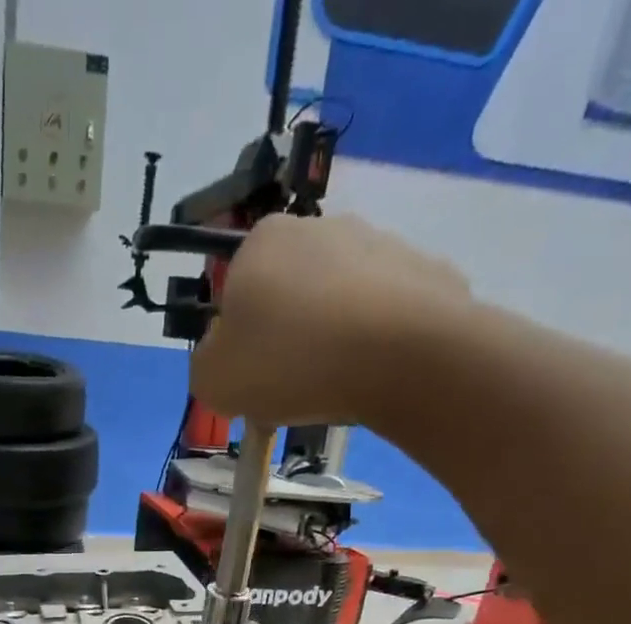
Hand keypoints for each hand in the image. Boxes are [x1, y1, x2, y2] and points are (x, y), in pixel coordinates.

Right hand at [190, 212, 471, 427]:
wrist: (402, 355)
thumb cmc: (291, 362)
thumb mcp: (214, 381)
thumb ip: (205, 366)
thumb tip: (221, 357)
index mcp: (262, 241)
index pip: (235, 292)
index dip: (240, 341)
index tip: (251, 378)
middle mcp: (320, 227)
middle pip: (290, 295)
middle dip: (289, 337)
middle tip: (292, 388)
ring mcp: (379, 243)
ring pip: (340, 303)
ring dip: (334, 339)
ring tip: (338, 386)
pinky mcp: (424, 271)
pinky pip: (387, 316)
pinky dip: (378, 344)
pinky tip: (376, 375)